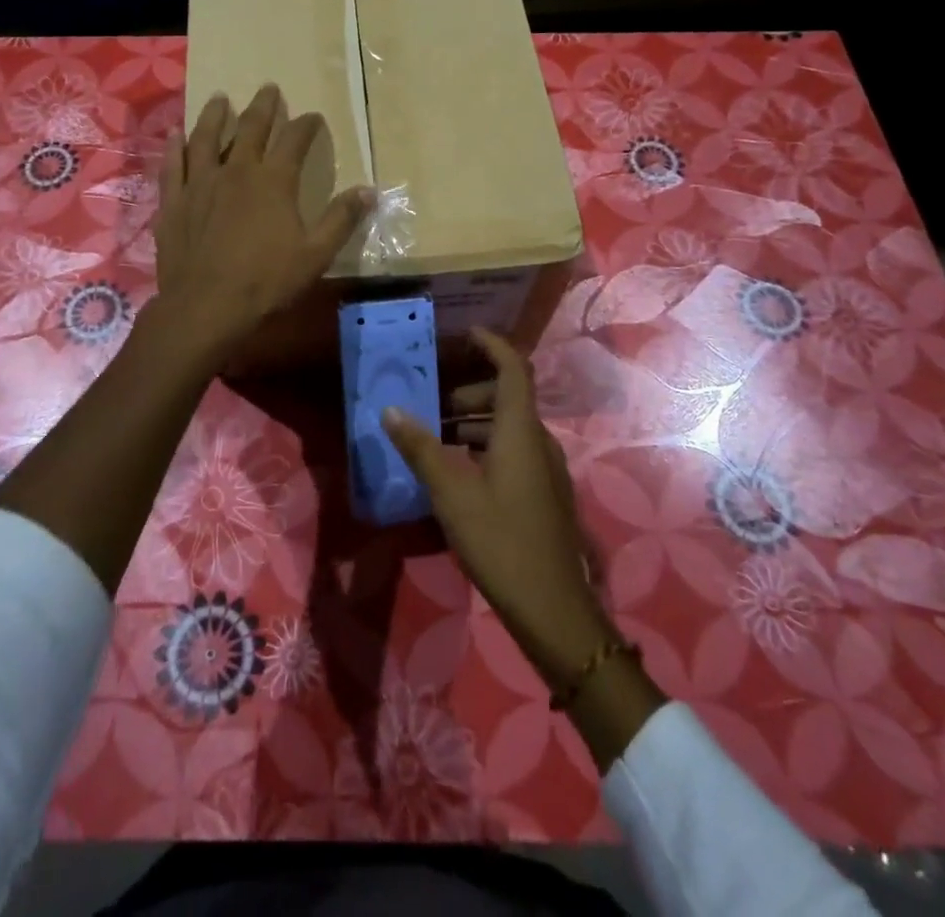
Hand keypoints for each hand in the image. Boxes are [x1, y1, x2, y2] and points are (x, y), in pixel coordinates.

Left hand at [155, 85, 373, 359]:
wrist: (205, 307)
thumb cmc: (265, 283)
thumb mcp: (315, 255)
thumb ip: (341, 219)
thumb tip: (369, 190)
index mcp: (273, 182)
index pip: (294, 141)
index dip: (306, 125)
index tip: (314, 117)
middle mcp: (235, 171)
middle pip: (250, 129)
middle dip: (263, 107)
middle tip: (269, 89)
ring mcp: (199, 184)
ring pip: (206, 138)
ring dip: (216, 116)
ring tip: (221, 99)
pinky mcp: (173, 201)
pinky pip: (172, 165)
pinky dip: (174, 146)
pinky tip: (175, 134)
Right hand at [381, 327, 616, 689]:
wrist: (554, 609)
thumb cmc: (501, 542)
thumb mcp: (452, 494)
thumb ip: (421, 449)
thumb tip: (390, 410)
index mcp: (520, 431)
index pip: (513, 369)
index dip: (492, 345)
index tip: (465, 334)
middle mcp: (539, 442)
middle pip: (509, 398)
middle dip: (472, 393)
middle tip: (435, 406)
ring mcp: (548, 470)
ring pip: (512, 428)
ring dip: (478, 423)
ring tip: (441, 439)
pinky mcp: (547, 495)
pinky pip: (517, 452)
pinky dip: (489, 447)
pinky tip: (462, 474)